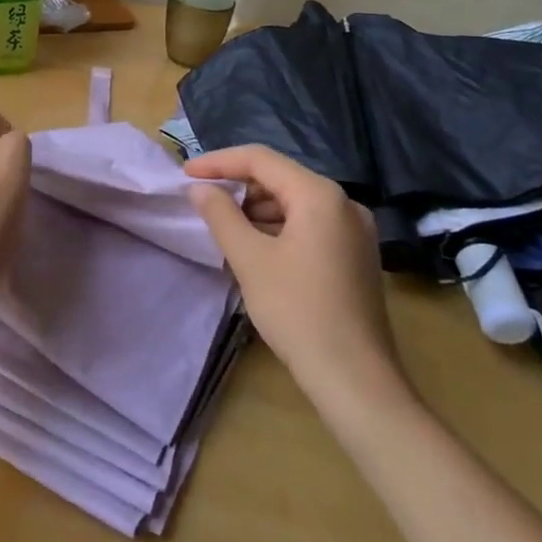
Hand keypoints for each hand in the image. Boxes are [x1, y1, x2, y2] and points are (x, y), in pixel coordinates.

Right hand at [186, 145, 409, 411]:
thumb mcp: (249, 259)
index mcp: (320, 195)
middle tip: (202, 199)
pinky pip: (309, 224)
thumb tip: (200, 188)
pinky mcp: (355, 255)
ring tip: (223, 224)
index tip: (185, 174)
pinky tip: (255, 246)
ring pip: (294, 201)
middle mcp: (344, 203)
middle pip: (280, 177)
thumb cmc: (298, 312)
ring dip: (256, 208)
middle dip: (238, 184)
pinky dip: (278, 226)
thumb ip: (221, 215)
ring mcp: (355, 230)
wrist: (356, 381)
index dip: (219, 162)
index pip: (260, 159)